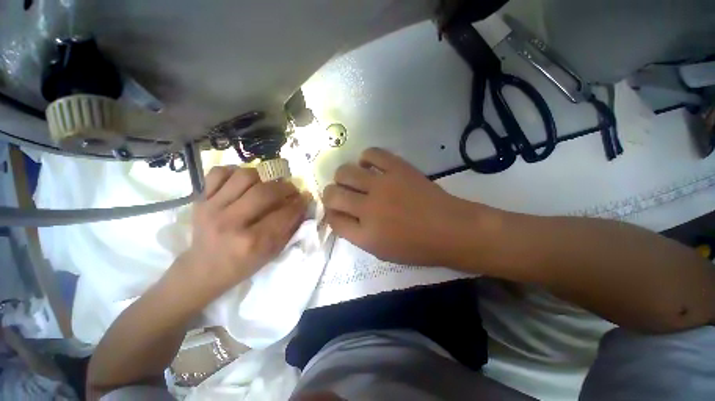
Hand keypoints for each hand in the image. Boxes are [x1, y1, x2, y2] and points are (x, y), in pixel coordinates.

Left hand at [183, 166, 309, 287]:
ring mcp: (212, 208)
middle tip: (291, 189)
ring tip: (268, 183)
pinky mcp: (199, 200)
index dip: (299, 203)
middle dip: (286, 187)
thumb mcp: (271, 253)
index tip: (305, 198)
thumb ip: (290, 228)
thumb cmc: (242, 265)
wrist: (202, 270)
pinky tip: (244, 181)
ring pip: (244, 176)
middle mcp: (231, 222)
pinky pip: (219, 172)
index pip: (284, 214)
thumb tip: (302, 206)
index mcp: (252, 242)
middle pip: (265, 192)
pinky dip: (235, 171)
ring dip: (263, 177)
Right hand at [324, 148, 487, 266]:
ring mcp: (382, 185)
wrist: (451, 229)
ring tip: (353, 180)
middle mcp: (368, 208)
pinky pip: (372, 154)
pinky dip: (365, 158)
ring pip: (345, 172)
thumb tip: (341, 214)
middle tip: (341, 195)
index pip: (333, 219)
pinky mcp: (398, 168)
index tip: (336, 211)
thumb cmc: (417, 247)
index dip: (331, 214)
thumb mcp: (381, 251)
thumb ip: (357, 234)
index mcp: (365, 234)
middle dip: (330, 195)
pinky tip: (368, 165)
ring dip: (343, 177)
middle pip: (332, 194)